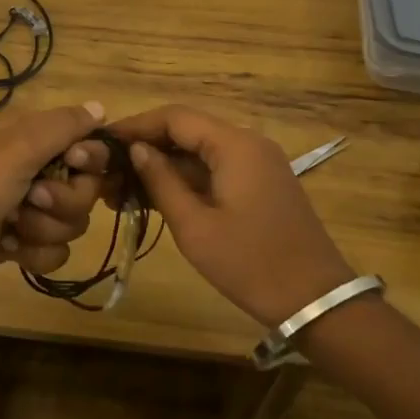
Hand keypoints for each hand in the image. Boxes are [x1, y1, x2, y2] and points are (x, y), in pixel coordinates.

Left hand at [0, 102, 114, 295]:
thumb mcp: (17, 147)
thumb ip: (63, 126)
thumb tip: (101, 107)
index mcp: (29, 139)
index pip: (85, 144)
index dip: (88, 159)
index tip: (74, 163)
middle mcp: (31, 170)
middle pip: (83, 189)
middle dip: (63, 201)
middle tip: (32, 199)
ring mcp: (23, 209)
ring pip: (70, 223)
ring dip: (45, 229)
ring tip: (12, 226)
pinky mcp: (15, 244)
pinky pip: (52, 251)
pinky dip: (34, 254)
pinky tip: (10, 249)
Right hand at [104, 105, 357, 327]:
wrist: (316, 301)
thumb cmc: (251, 264)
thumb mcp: (196, 226)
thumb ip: (162, 182)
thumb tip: (136, 150)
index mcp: (234, 144)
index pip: (175, 117)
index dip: (136, 126)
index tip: (103, 142)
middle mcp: (248, 143)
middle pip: (187, 131)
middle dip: (146, 148)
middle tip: (107, 172)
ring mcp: (257, 163)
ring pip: (199, 152)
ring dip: (163, 167)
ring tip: (121, 190)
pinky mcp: (260, 184)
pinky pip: (215, 169)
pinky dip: (185, 180)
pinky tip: (153, 200)